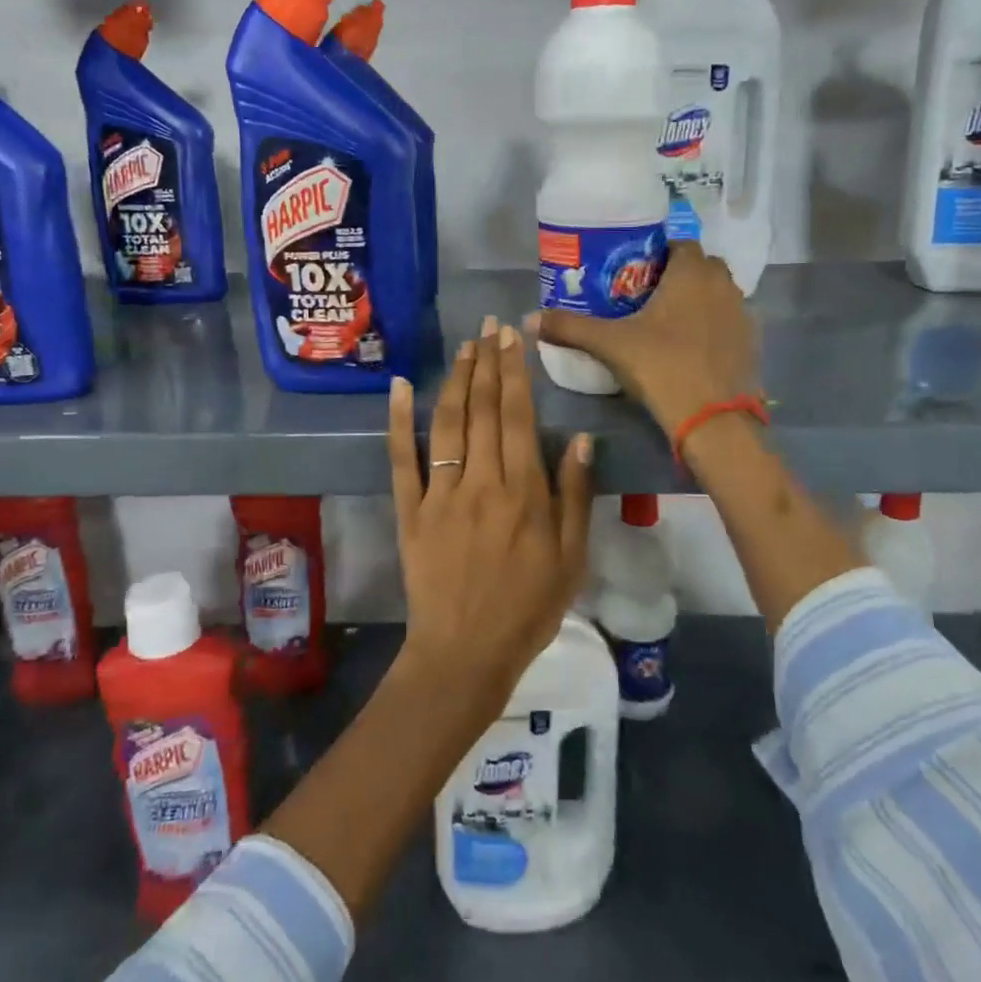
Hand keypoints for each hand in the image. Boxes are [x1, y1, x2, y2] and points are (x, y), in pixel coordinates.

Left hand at [387, 315, 594, 712]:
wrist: (466, 653)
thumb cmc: (528, 608)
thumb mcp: (571, 558)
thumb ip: (574, 495)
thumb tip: (581, 437)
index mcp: (523, 492)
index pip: (516, 417)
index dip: (515, 373)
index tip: (513, 339)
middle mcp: (481, 482)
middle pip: (482, 410)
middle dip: (487, 363)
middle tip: (489, 328)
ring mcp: (440, 494)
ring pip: (447, 424)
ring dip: (455, 380)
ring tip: (464, 348)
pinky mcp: (410, 511)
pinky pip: (402, 459)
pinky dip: (399, 421)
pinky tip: (401, 386)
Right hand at [530, 241, 757, 437]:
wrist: (713, 419)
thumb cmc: (662, 367)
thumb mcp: (610, 345)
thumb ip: (570, 327)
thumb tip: (528, 318)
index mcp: (692, 273)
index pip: (680, 244)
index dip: (658, 253)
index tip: (634, 271)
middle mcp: (723, 284)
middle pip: (701, 266)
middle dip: (678, 275)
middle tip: (647, 296)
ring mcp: (742, 313)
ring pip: (718, 293)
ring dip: (698, 299)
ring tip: (667, 322)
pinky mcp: (751, 342)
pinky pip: (728, 321)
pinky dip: (712, 326)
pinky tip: (690, 347)